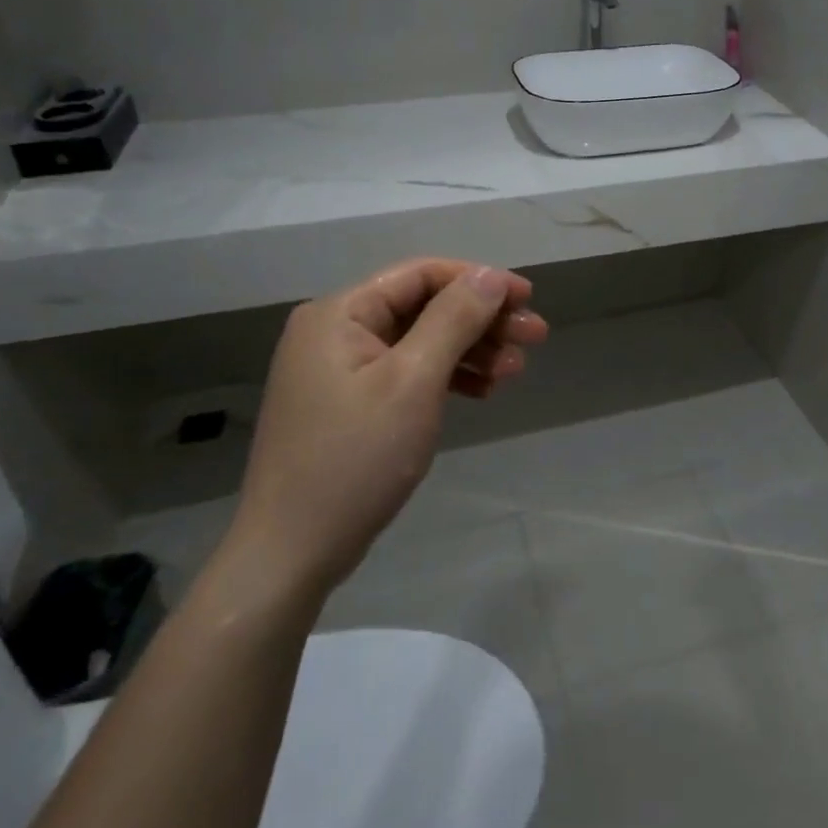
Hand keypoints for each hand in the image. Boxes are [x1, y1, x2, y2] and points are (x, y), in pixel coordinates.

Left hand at [218, 260, 547, 602]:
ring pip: (420, 342)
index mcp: (340, 313)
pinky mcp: (350, 404)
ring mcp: (340, 370)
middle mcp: (336, 331)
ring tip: (515, 371)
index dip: (479, 280)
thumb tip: (490, 275)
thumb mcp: (413, 381)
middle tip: (535, 337)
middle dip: (482, 320)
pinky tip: (483, 392)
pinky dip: (446, 378)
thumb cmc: (355, 458)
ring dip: (470, 351)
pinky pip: (407, 374)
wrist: (292, 552)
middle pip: (423, 308)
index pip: (420, 275)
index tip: (528, 299)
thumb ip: (454, 320)